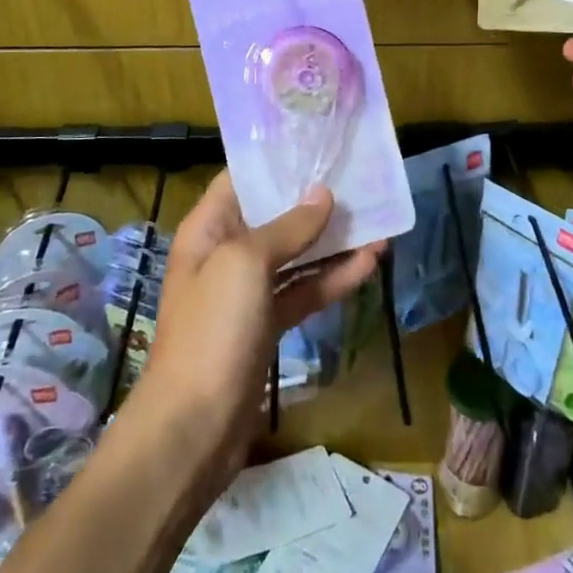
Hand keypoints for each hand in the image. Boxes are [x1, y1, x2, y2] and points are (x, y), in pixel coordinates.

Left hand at [134, 172, 382, 491]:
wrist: (194, 427)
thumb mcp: (246, 264)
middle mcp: (226, 253)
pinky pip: (303, 291)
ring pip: (296, 255)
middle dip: (315, 201)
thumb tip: (322, 195)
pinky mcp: (267, 325)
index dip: (277, 160)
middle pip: (275, 215)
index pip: (242, 178)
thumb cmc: (212, 329)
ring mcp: (247, 292)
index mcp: (209, 228)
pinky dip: (333, 279)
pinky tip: (369, 264)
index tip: (318, 144)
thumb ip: (287, 227)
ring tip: (378, 221)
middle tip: (359, 179)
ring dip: (333, 241)